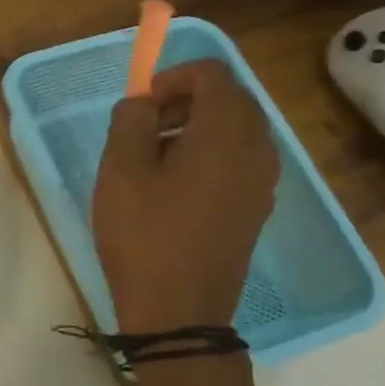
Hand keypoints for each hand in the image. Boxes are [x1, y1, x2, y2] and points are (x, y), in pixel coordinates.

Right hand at [92, 60, 279, 334]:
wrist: (179, 312)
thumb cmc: (144, 235)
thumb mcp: (121, 170)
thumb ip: (130, 120)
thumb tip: (143, 103)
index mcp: (227, 132)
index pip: (214, 74)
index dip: (174, 76)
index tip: (142, 102)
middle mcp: (258, 149)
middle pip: (230, 99)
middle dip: (186, 100)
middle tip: (145, 125)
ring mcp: (263, 181)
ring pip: (235, 130)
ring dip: (196, 127)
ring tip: (154, 156)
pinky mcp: (257, 207)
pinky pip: (239, 160)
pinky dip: (209, 154)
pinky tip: (174, 186)